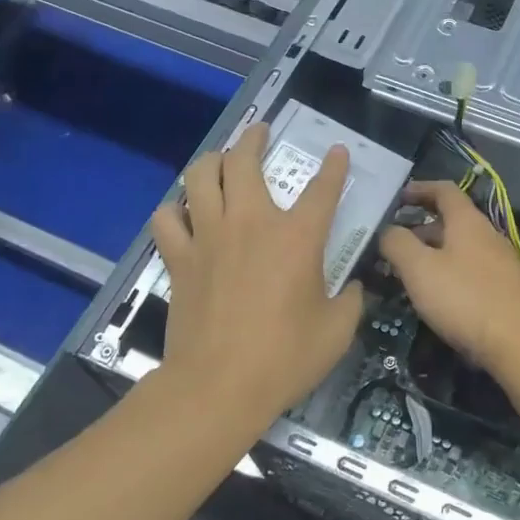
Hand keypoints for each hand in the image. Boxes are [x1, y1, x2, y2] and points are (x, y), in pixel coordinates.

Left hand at [148, 123, 364, 423]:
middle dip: (255, 139)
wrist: (218, 388)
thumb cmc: (285, 358)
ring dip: (212, 161)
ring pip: (200, 177)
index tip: (337, 152)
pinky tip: (183, 213)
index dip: (334, 166)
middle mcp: (251, 223)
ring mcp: (209, 237)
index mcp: (297, 237)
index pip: (323, 187)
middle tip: (261, 132)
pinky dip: (174, 210)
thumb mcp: (337, 330)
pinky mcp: (180, 258)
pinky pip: (167, 219)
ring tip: (220, 160)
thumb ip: (350, 300)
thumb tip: (352, 287)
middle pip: (245, 161)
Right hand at [377, 181, 519, 384]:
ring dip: (434, 252)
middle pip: (452, 220)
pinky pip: (471, 270)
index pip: (444, 190)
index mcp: (468, 221)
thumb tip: (387, 230)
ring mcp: (501, 263)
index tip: (397, 197)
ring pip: (461, 247)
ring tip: (409, 272)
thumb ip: (398, 244)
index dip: (419, 189)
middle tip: (394, 243)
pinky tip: (438, 296)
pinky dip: (450, 273)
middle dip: (421, 227)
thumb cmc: (465, 299)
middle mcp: (488, 235)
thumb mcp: (420, 269)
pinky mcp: (506, 290)